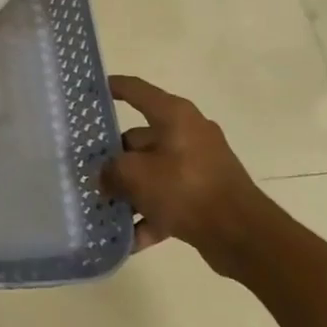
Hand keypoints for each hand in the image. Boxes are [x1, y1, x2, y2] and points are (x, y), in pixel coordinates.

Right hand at [100, 75, 273, 276]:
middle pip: (138, 139)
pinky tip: (126, 238)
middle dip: (111, 158)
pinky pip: (167, 200)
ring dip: (127, 190)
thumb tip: (104, 176)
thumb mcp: (135, 175)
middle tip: (84, 170)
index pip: (135, 90)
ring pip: (150, 172)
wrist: (242, 235)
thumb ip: (110, 170)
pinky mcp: (203, 194)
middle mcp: (187, 134)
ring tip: (99, 206)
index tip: (88, 91)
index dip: (111, 87)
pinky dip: (148, 216)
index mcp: (174, 116)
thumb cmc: (186, 189)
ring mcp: (197, 166)